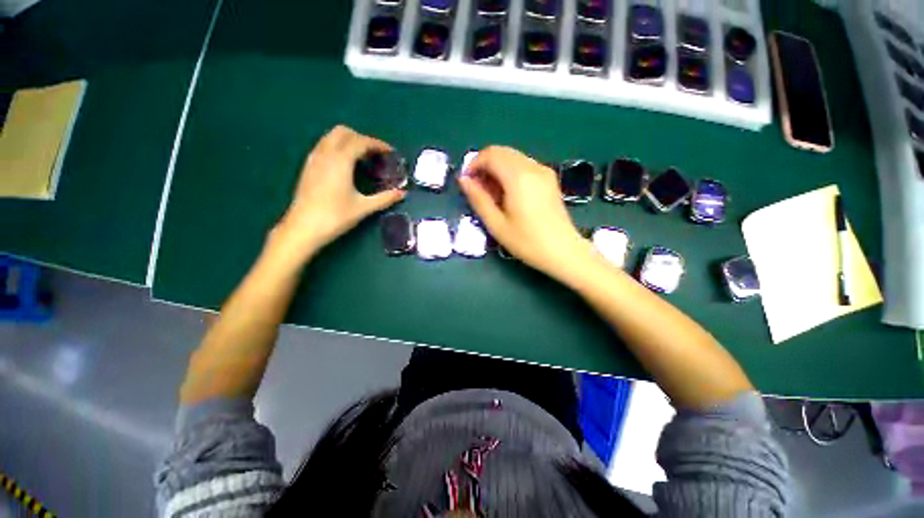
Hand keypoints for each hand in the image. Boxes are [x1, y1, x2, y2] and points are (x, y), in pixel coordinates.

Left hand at [273, 125, 405, 260]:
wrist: (303, 228)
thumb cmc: (335, 216)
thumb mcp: (364, 207)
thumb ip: (385, 198)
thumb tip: (402, 193)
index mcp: (340, 161)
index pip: (360, 142)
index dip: (377, 144)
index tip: (390, 151)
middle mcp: (325, 154)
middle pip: (343, 132)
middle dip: (362, 138)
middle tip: (375, 154)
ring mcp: (314, 159)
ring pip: (331, 137)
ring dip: (348, 141)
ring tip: (362, 159)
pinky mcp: (308, 167)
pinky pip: (324, 146)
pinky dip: (337, 148)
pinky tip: (345, 165)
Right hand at [459, 146, 591, 279]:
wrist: (563, 251)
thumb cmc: (527, 242)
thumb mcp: (496, 224)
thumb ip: (478, 199)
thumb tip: (464, 180)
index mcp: (518, 177)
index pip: (490, 155)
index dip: (473, 165)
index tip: (467, 183)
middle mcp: (532, 167)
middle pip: (501, 152)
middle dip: (484, 166)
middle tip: (477, 190)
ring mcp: (543, 171)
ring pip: (512, 157)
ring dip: (496, 169)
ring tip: (492, 195)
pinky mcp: (549, 178)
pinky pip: (523, 165)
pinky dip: (509, 173)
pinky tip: (507, 194)